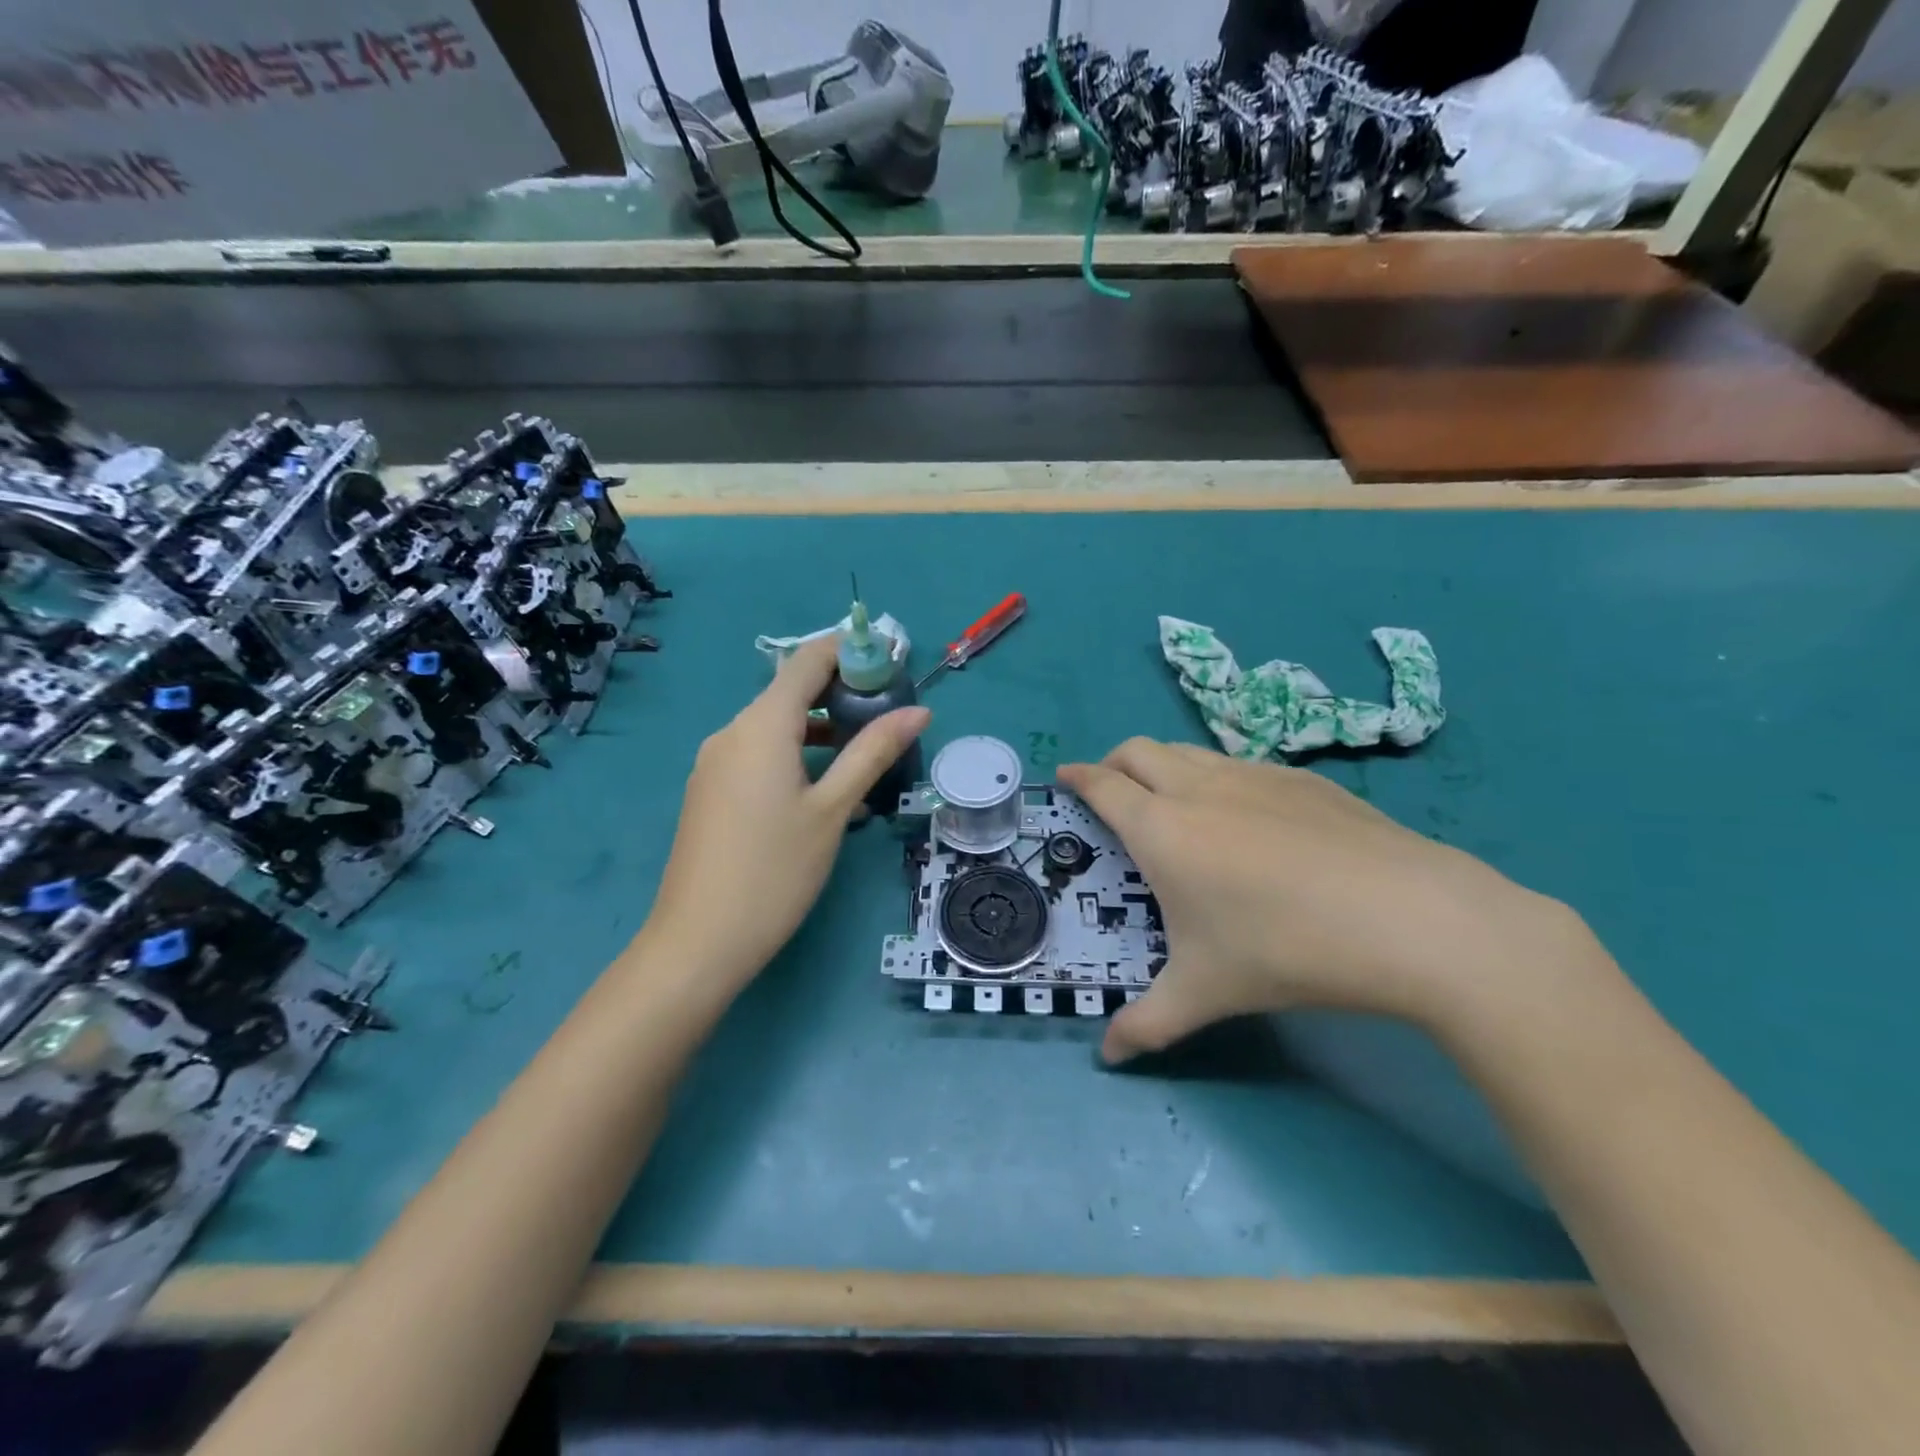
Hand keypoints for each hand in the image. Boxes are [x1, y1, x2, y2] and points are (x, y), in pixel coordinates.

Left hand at [645, 637, 929, 988]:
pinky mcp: (710, 791)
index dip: (850, 652)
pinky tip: (825, 788)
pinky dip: (795, 755)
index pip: (806, 661)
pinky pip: (758, 755)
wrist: (699, 941)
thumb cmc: (775, 870)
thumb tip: (919, 712)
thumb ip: (872, 752)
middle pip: (790, 692)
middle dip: (840, 692)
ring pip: (774, 726)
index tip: (891, 664)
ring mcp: (715, 763)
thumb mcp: (833, 809)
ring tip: (866, 749)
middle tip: (889, 712)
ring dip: (820, 728)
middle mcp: (731, 732)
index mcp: (760, 726)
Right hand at [1058, 739, 1586, 1063]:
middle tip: (1110, 792)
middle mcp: (1200, 787)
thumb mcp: (1206, 993)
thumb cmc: (1285, 949)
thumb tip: (1108, 1058)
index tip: (1065, 778)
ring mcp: (1256, 775)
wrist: (1412, 918)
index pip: (1103, 784)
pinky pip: (1242, 765)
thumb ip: (1147, 1024)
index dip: (1078, 777)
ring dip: (1166, 766)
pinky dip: (1220, 779)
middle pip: (1140, 750)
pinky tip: (1250, 823)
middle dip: (1114, 763)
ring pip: (1191, 752)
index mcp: (1162, 827)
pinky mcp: (1305, 780)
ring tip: (1175, 806)